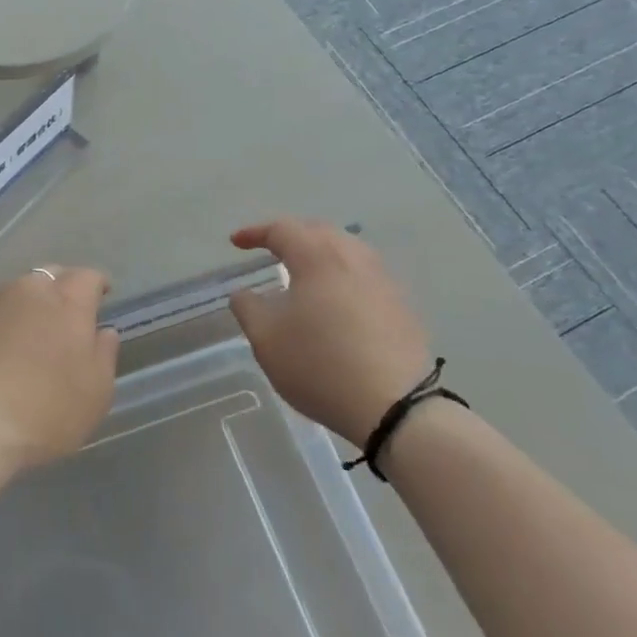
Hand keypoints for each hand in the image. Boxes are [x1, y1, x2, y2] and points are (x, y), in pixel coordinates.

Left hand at [0, 267, 119, 472]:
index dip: (97, 285)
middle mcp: (27, 291)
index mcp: (67, 301)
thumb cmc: (45, 410)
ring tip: (28, 335)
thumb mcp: (95, 392)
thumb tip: (103, 332)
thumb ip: (104, 355)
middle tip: (66, 316)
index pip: (88, 277)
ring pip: (14, 292)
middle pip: (49, 276)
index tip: (102, 297)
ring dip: (26, 306)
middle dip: (61, 288)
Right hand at [228, 220, 431, 445]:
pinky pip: (365, 275)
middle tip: (270, 249)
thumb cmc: (320, 365)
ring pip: (347, 250)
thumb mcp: (266, 339)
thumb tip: (244, 293)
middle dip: (291, 235)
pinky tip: (336, 300)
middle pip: (319, 231)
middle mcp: (353, 258)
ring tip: (304, 271)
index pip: (282, 229)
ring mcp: (382, 281)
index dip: (255, 232)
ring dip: (320, 253)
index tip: (235, 242)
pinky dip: (342, 276)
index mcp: (317, 257)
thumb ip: (247, 307)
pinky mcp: (401, 306)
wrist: (396, 407)